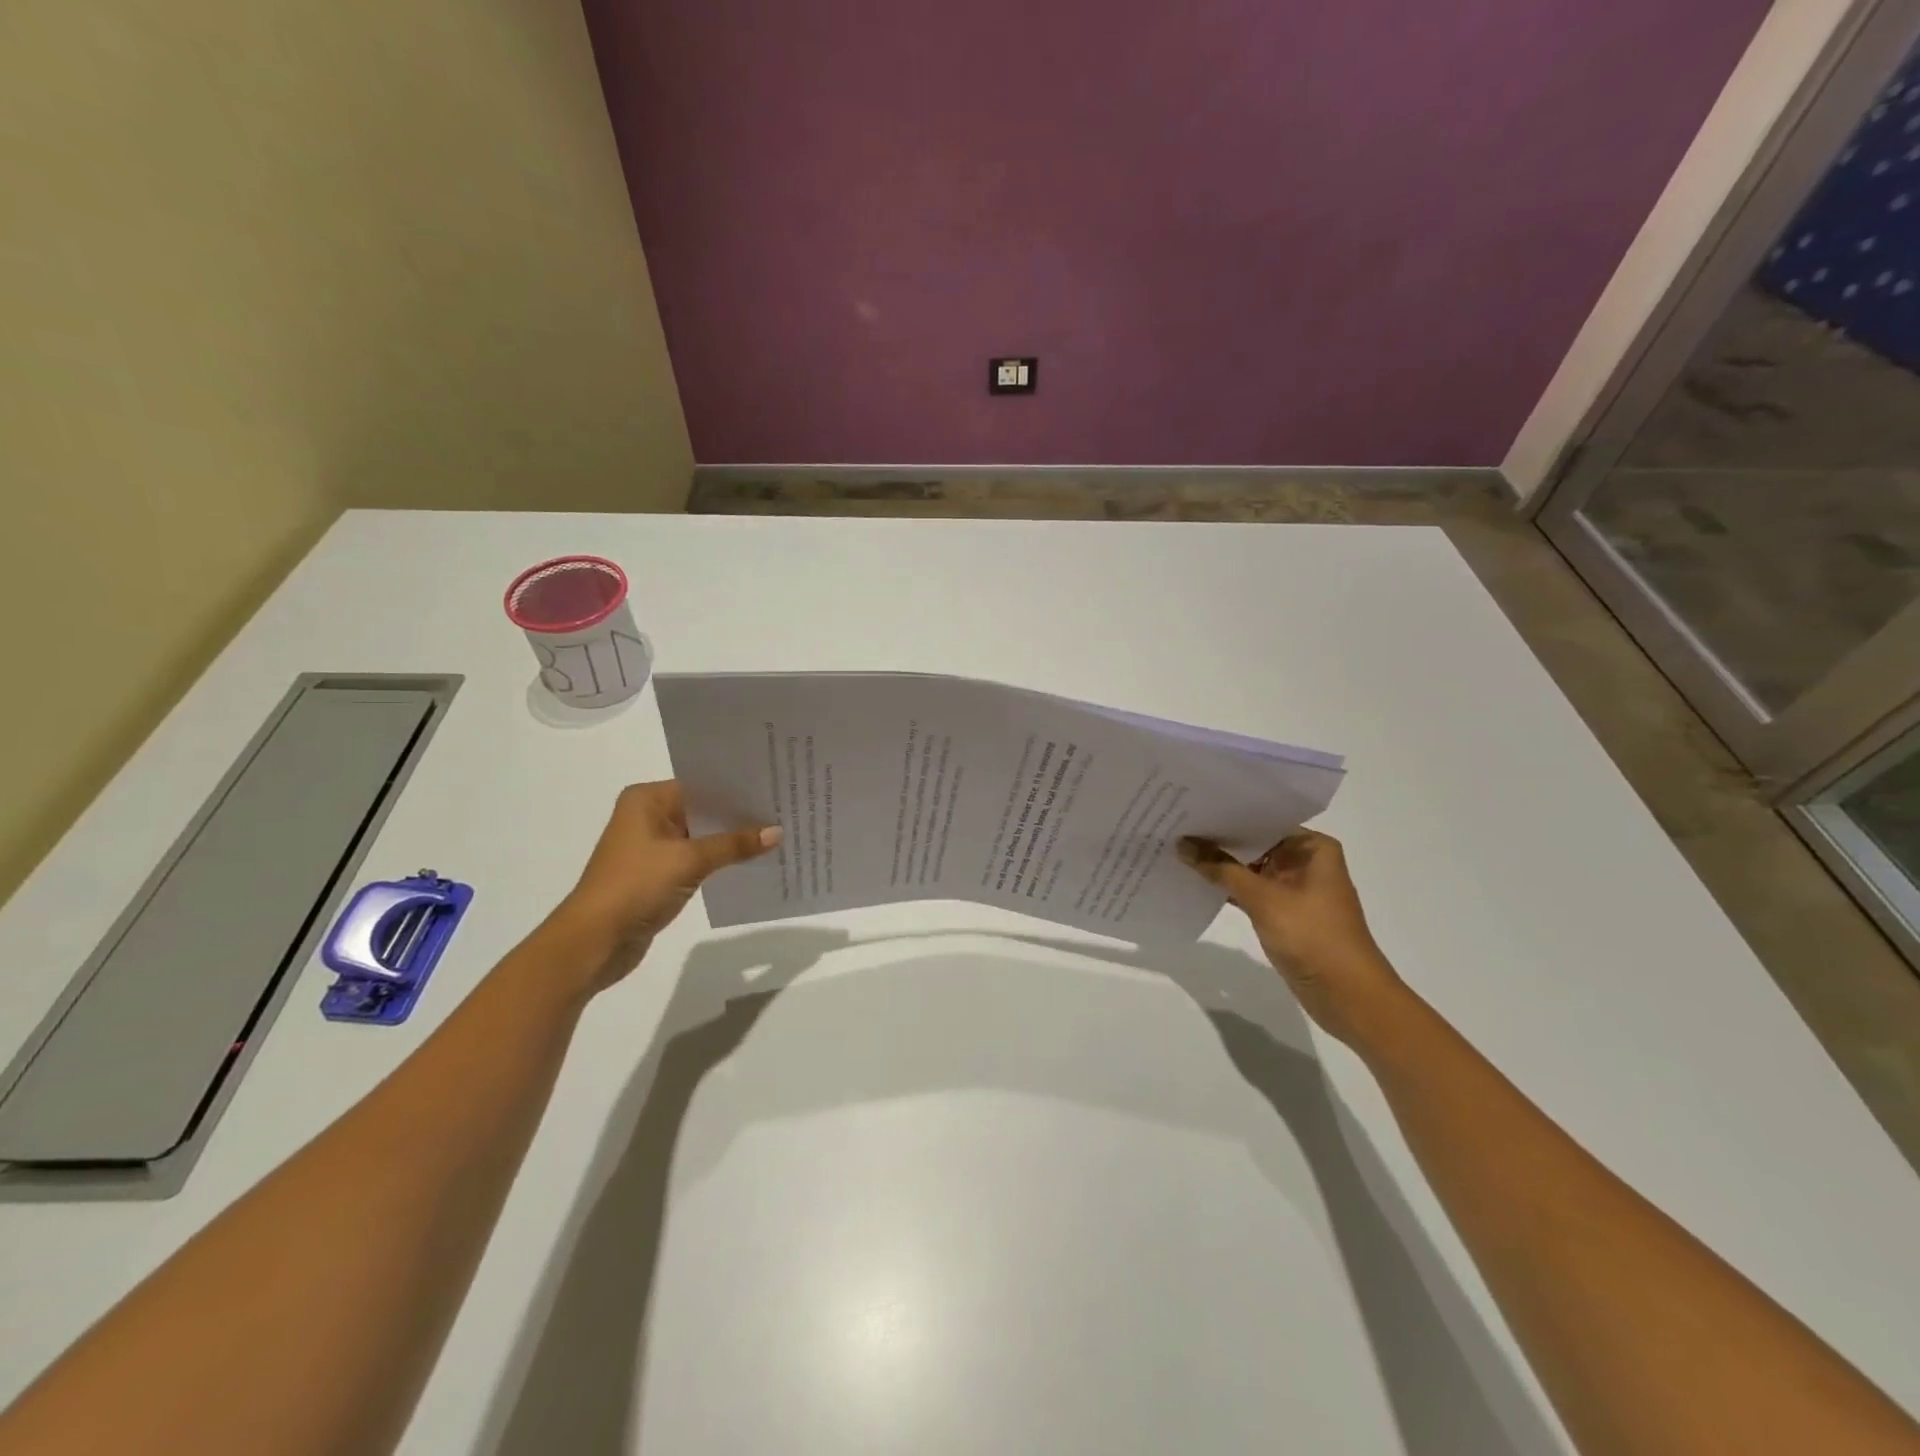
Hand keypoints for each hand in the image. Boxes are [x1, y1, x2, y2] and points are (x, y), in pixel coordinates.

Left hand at [551, 781, 780, 990]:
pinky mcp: (659, 874)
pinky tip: (752, 860)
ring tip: (777, 833)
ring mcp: (653, 847)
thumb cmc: (635, 886)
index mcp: (647, 800)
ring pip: (702, 835)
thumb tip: (777, 832)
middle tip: (783, 808)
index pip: (701, 784)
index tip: (773, 786)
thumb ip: (734, 844)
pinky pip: (698, 858)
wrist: (594, 942)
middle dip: (739, 813)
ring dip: (732, 839)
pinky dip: (720, 859)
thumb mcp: (689, 860)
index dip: (737, 787)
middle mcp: (648, 816)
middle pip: (703, 808)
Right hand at [1178, 829, 1405, 1043]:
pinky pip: (1250, 892)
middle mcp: (1305, 862)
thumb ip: (1221, 869)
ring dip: (1220, 865)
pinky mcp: (1284, 914)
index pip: (1263, 819)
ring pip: (1250, 868)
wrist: (1348, 996)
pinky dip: (1228, 888)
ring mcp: (1294, 889)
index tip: (1191, 807)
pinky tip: (1195, 881)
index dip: (1227, 814)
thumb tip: (1182, 844)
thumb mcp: (1263, 898)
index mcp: (1312, 848)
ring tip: (1178, 849)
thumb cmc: (1313, 936)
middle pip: (1255, 843)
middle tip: (1176, 825)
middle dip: (1218, 839)